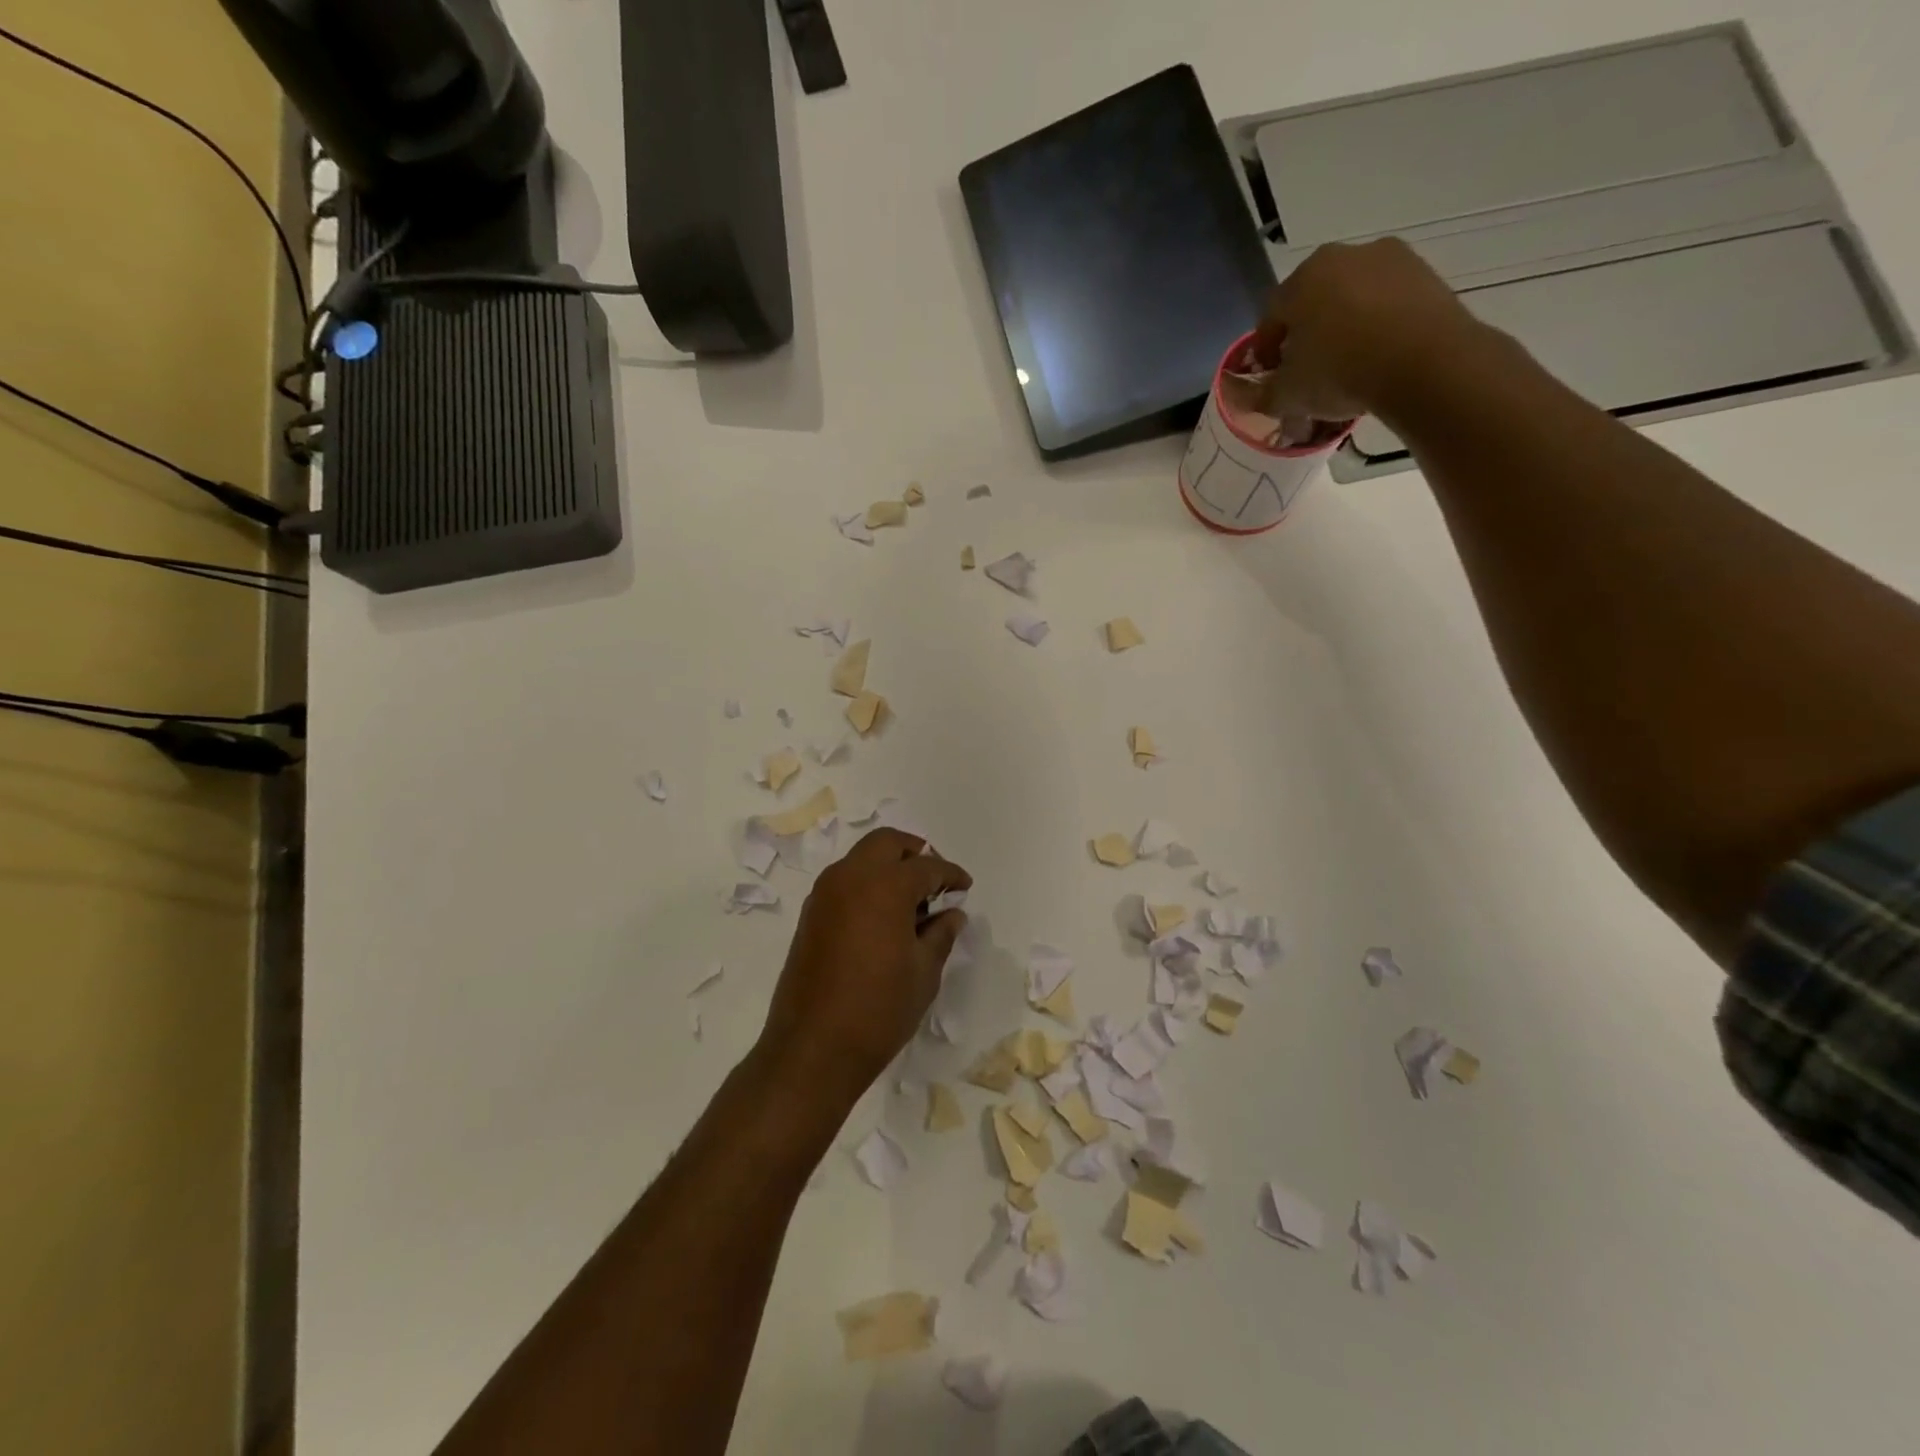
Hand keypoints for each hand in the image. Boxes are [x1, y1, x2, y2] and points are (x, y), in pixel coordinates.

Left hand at [755, 829, 971, 1109]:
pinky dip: (866, 884)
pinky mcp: (810, 915)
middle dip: (914, 853)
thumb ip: (940, 934)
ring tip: (910, 901)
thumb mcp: (924, 972)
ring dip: (887, 866)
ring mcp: (824, 894)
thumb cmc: (879, 1010)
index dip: (950, 874)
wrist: (812, 1049)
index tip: (964, 886)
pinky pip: (844, 881)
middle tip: (934, 880)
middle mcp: (851, 878)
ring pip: (861, 858)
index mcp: (884, 886)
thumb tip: (952, 914)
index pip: (926, 866)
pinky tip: (883, 917)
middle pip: (886, 843)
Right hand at [1247, 238, 1485, 421]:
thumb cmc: (1339, 373)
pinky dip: (1377, 326)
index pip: (1270, 316)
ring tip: (1346, 368)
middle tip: (1307, 372)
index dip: (1266, 351)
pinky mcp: (1425, 274)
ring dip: (1343, 328)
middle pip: (1312, 301)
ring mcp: (1390, 259)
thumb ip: (1256, 395)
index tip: (1271, 378)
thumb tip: (1238, 394)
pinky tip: (1377, 358)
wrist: (1424, 363)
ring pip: (1351, 299)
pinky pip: (1387, 303)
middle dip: (1306, 334)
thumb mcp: (1286, 396)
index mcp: (1302, 278)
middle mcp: (1344, 256)